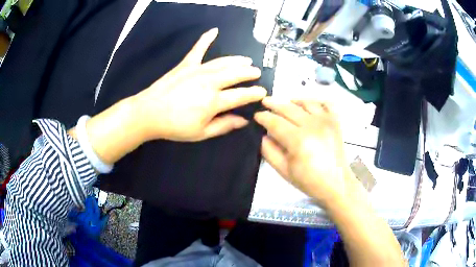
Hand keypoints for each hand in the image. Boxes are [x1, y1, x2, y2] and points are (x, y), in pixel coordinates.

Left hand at [131, 28, 266, 141]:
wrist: (149, 113)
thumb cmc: (175, 126)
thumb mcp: (201, 133)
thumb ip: (224, 125)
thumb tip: (243, 120)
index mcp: (214, 101)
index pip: (241, 95)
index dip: (254, 93)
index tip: (263, 92)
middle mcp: (209, 82)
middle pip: (235, 74)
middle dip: (249, 73)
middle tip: (256, 72)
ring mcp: (197, 70)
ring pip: (223, 62)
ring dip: (237, 60)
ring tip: (246, 60)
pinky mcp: (186, 64)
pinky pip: (198, 49)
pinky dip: (206, 39)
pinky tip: (214, 30)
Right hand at [255, 98, 350, 208]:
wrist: (336, 184)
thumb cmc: (309, 181)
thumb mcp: (284, 171)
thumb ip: (269, 151)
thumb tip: (263, 135)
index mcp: (298, 140)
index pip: (275, 122)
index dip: (263, 117)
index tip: (256, 115)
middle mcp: (312, 125)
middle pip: (288, 108)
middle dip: (273, 104)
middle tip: (264, 102)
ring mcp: (326, 121)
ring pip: (305, 102)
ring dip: (292, 101)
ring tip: (285, 103)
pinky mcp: (335, 121)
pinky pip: (325, 103)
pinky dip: (315, 101)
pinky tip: (307, 105)